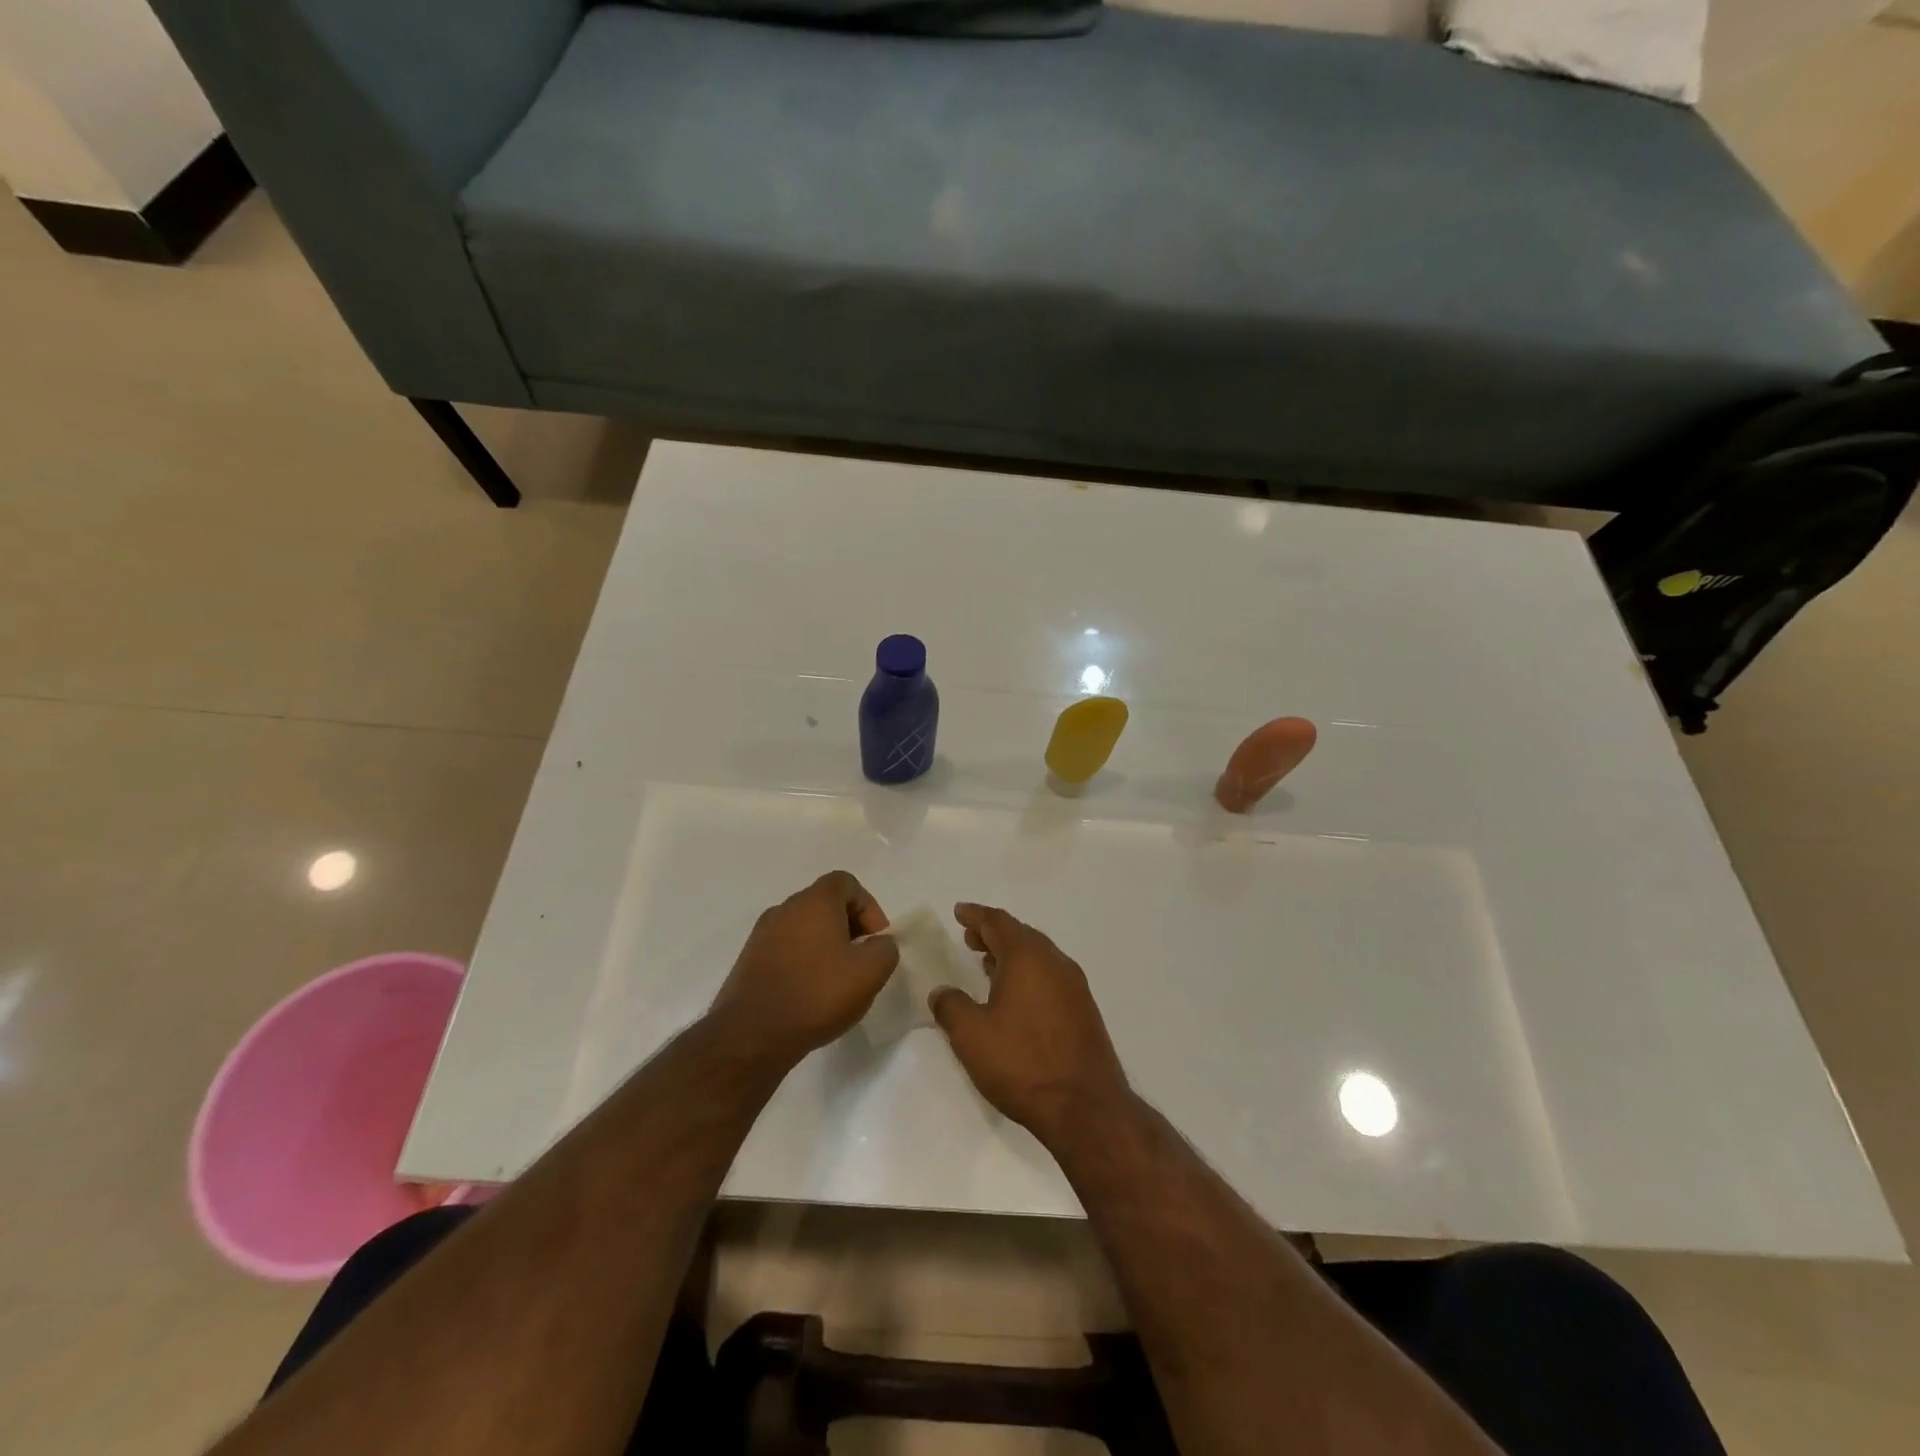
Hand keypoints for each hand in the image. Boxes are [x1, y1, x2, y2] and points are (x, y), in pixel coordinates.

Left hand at [709, 871, 899, 1069]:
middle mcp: (785, 908)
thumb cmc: (817, 994)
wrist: (751, 1034)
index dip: (868, 906)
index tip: (875, 939)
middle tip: (860, 959)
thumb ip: (885, 949)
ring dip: (825, 944)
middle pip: (824, 903)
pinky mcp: (749, 959)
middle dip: (849, 926)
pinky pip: (785, 948)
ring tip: (836, 980)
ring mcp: (762, 934)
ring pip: (804, 927)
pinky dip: (803, 960)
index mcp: (814, 902)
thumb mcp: (869, 973)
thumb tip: (878, 944)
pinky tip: (809, 992)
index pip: (846, 882)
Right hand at [930, 903, 1131, 1144]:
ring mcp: (1075, 987)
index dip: (976, 915)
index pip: (998, 922)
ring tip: (988, 963)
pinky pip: (1050, 977)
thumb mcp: (971, 1036)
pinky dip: (1028, 974)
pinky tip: (1016, 996)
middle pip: (1021, 935)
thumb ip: (951, 1007)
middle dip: (994, 933)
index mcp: (1028, 957)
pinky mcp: (1084, 1011)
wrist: (1086, 1108)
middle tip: (970, 937)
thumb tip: (942, 991)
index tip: (959, 911)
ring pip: (1038, 957)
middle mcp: (1055, 962)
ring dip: (1012, 955)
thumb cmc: (1022, 1063)